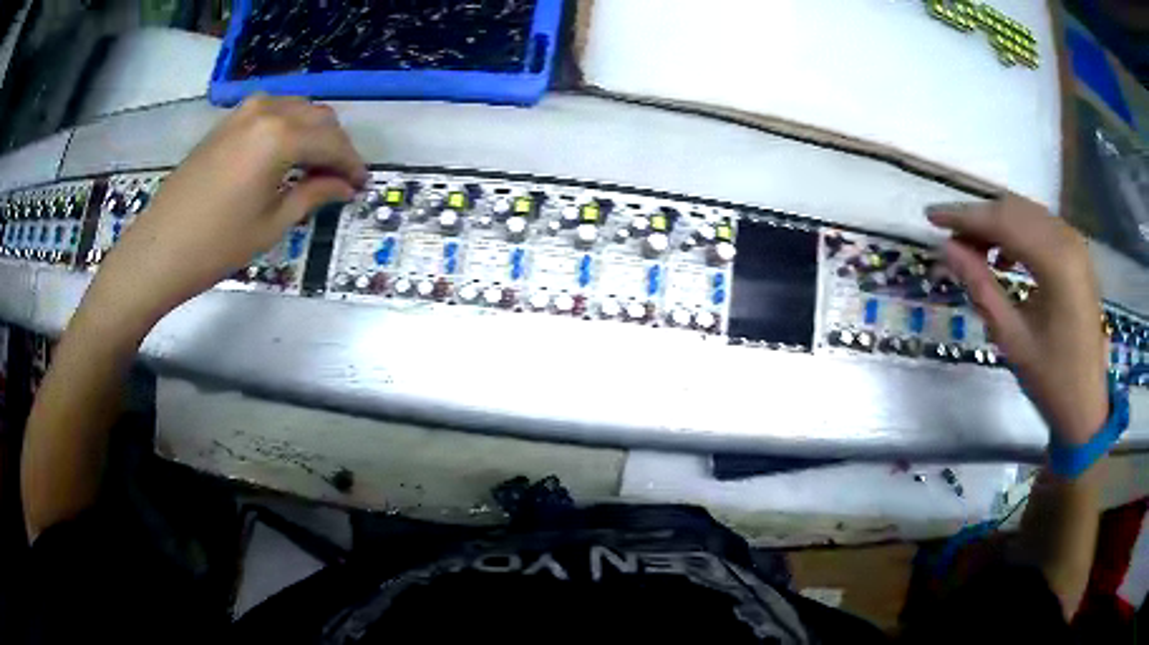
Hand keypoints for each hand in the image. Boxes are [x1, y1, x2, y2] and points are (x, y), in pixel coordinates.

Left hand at [89, 96, 366, 330]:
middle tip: (341, 178)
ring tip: (316, 167)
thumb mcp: (272, 224)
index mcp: (281, 136)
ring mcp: (244, 111)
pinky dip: (289, 127)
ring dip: (314, 133)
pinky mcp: (228, 120)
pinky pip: (273, 111)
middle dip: (336, 146)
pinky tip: (287, 154)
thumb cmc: (216, 246)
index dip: (352, 165)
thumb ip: (314, 194)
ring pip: (298, 109)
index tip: (362, 185)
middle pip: (319, 117)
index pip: (332, 143)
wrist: (159, 248)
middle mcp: (267, 111)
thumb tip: (345, 186)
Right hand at [927, 196, 1108, 445]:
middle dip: (979, 219)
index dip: (964, 217)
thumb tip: (947, 250)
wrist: (1086, 405)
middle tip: (950, 240)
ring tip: (973, 250)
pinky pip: (1041, 227)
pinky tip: (1004, 258)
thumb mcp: (1012, 338)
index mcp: (1056, 261)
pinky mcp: (1077, 254)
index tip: (931, 217)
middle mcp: (1067, 239)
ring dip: (997, 224)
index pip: (1002, 221)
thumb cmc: (1051, 380)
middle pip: (1014, 210)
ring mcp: (1075, 244)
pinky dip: (1017, 233)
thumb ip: (980, 286)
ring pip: (1026, 214)